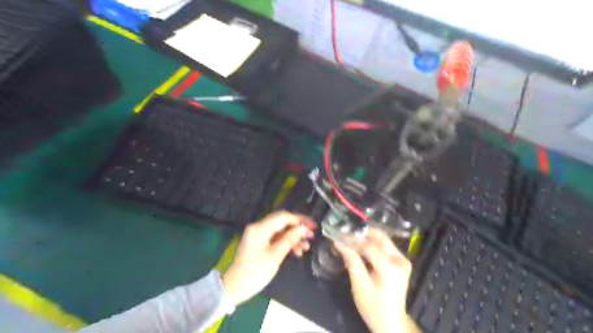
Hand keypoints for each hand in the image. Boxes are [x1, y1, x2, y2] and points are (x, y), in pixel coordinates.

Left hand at [221, 212, 313, 304]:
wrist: (235, 287)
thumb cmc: (255, 272)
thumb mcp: (275, 256)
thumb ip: (289, 239)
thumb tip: (303, 228)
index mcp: (260, 228)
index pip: (283, 217)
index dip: (299, 220)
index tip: (312, 226)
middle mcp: (258, 227)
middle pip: (282, 222)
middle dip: (298, 228)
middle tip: (311, 234)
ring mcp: (259, 235)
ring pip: (280, 231)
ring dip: (293, 237)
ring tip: (306, 246)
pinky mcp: (259, 243)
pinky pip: (276, 238)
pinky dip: (286, 243)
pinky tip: (296, 251)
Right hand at [335, 229, 412, 332]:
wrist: (391, 323)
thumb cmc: (373, 307)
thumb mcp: (359, 285)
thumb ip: (351, 261)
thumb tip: (339, 242)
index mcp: (391, 268)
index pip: (370, 246)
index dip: (353, 240)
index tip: (339, 236)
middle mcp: (400, 260)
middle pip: (380, 238)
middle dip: (362, 233)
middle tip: (346, 232)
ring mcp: (403, 260)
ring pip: (383, 240)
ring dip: (366, 238)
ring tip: (351, 239)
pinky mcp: (401, 262)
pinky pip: (385, 247)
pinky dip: (372, 245)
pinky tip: (360, 247)